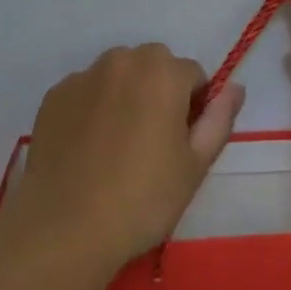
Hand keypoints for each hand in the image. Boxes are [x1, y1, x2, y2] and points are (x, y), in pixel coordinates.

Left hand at [5, 44, 244, 269]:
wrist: (64, 228)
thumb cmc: (142, 199)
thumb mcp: (195, 165)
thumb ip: (219, 119)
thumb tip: (236, 87)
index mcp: (163, 72)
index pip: (193, 75)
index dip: (194, 106)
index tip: (183, 142)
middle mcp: (123, 60)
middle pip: (154, 65)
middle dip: (159, 90)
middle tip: (153, 141)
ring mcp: (84, 76)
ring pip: (118, 74)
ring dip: (125, 94)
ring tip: (117, 145)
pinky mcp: (54, 95)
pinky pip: (86, 91)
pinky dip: (92, 107)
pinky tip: (87, 148)